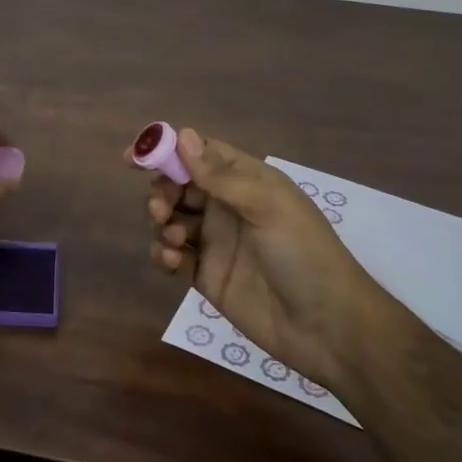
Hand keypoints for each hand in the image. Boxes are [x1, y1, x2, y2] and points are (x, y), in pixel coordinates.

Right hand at [141, 129, 379, 391]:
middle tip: (160, 208)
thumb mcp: (267, 205)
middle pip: (178, 185)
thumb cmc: (304, 253)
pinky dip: (163, 254)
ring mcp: (215, 242)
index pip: (200, 153)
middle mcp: (227, 206)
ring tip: (173, 239)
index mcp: (246, 181)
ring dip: (161, 222)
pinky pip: (171, 256)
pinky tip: (172, 261)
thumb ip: (221, 175)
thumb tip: (183, 135)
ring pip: (170, 219)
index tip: (133, 156)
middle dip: (161, 191)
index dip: (167, 150)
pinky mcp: (205, 276)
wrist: (327, 327)